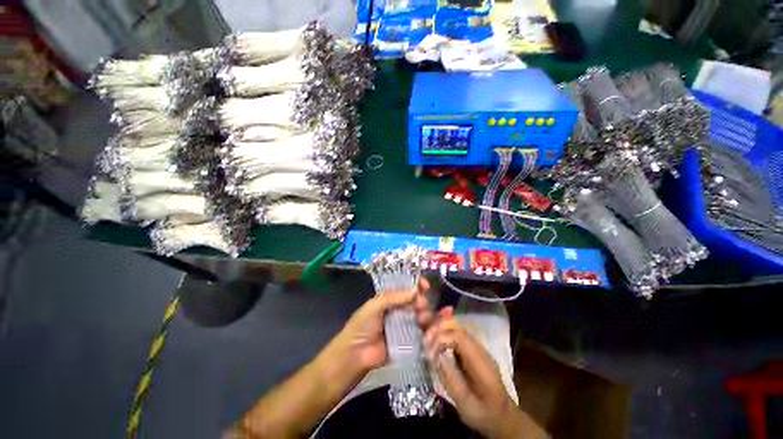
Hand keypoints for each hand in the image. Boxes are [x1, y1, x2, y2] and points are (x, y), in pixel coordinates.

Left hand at [331, 278, 430, 373]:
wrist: (355, 355)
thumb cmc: (362, 326)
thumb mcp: (374, 306)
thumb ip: (393, 297)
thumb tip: (415, 290)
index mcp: (390, 299)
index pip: (406, 288)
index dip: (416, 284)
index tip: (426, 285)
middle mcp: (398, 310)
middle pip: (416, 301)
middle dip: (422, 301)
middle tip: (421, 306)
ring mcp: (404, 326)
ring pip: (420, 316)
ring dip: (425, 315)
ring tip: (421, 319)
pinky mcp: (408, 341)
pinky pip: (421, 333)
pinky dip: (426, 330)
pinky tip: (428, 330)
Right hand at [422, 310, 525, 438]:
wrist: (503, 417)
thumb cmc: (484, 415)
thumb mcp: (466, 405)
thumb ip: (452, 380)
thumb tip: (438, 356)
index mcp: (483, 365)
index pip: (460, 338)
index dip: (442, 338)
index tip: (430, 352)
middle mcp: (481, 351)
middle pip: (458, 329)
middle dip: (439, 330)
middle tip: (425, 341)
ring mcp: (479, 349)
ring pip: (458, 329)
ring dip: (441, 330)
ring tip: (428, 339)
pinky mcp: (474, 350)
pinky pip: (458, 335)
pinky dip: (445, 333)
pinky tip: (436, 339)